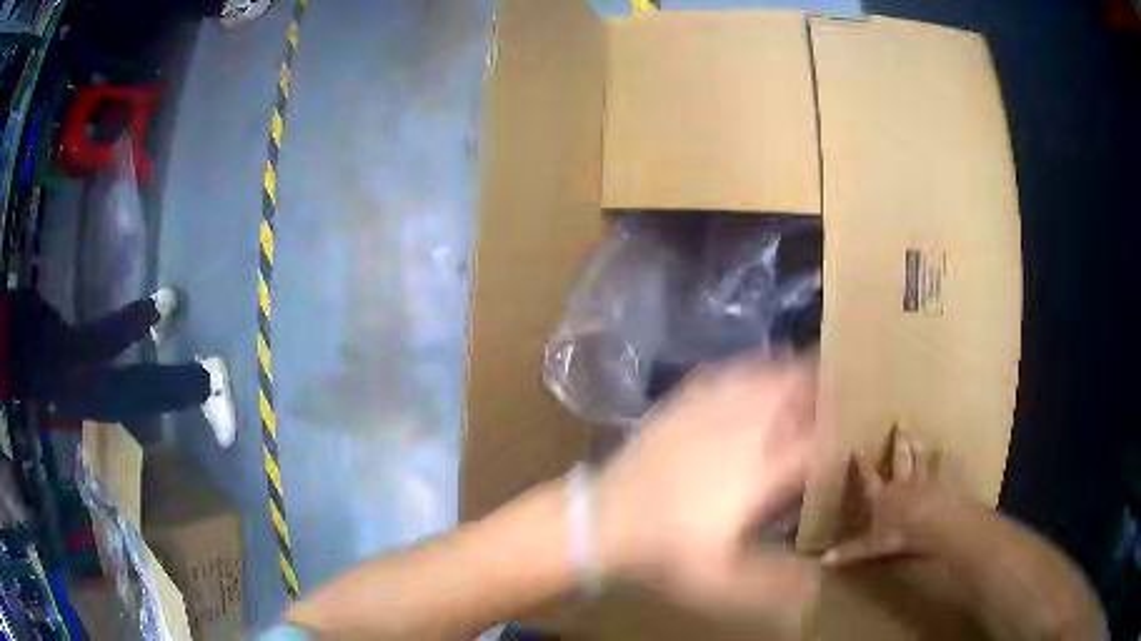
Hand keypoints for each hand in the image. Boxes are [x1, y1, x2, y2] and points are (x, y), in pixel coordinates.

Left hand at [595, 355, 819, 613]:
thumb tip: (821, 585)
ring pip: (768, 375)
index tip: (859, 438)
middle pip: (799, 392)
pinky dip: (755, 369)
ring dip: (796, 373)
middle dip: (826, 389)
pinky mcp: (685, 402)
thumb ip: (778, 584)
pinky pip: (731, 372)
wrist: (603, 522)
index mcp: (763, 472)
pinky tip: (760, 372)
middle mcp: (746, 431)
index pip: (820, 444)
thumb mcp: (724, 583)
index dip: (844, 439)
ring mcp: (712, 410)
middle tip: (842, 393)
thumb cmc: (667, 554)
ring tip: (812, 374)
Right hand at [823, 427, 950, 566]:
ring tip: (918, 433)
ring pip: (921, 460)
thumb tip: (822, 561)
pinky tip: (949, 454)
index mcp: (883, 496)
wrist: (934, 522)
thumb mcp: (872, 547)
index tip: (857, 450)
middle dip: (899, 442)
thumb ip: (850, 552)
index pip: (868, 479)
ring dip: (919, 447)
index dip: (862, 466)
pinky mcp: (944, 483)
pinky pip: (945, 470)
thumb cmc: (900, 534)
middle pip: (900, 459)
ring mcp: (925, 481)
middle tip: (900, 421)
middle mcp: (902, 483)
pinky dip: (946, 461)